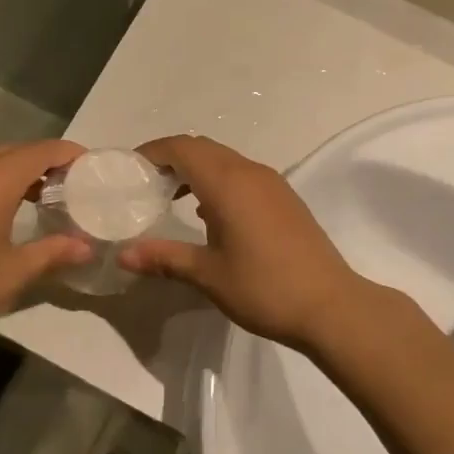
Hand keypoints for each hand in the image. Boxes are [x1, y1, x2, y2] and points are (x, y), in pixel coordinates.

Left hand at [0, 141, 92, 367]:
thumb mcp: (11, 275)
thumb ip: (52, 254)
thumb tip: (86, 247)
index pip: (43, 150)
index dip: (71, 155)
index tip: (93, 170)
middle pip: (15, 152)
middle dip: (45, 164)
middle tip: (71, 189)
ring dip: (15, 174)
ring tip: (38, 202)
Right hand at [118, 135, 395, 352]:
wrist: (331, 305)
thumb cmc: (264, 288)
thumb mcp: (208, 275)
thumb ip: (164, 258)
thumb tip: (123, 255)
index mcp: (227, 183)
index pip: (182, 148)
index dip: (152, 152)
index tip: (129, 169)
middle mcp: (250, 172)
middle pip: (202, 148)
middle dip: (171, 158)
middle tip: (144, 183)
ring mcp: (271, 183)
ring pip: (224, 160)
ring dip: (195, 169)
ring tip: (169, 196)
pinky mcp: (284, 198)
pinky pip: (242, 174)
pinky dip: (217, 181)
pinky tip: (207, 214)